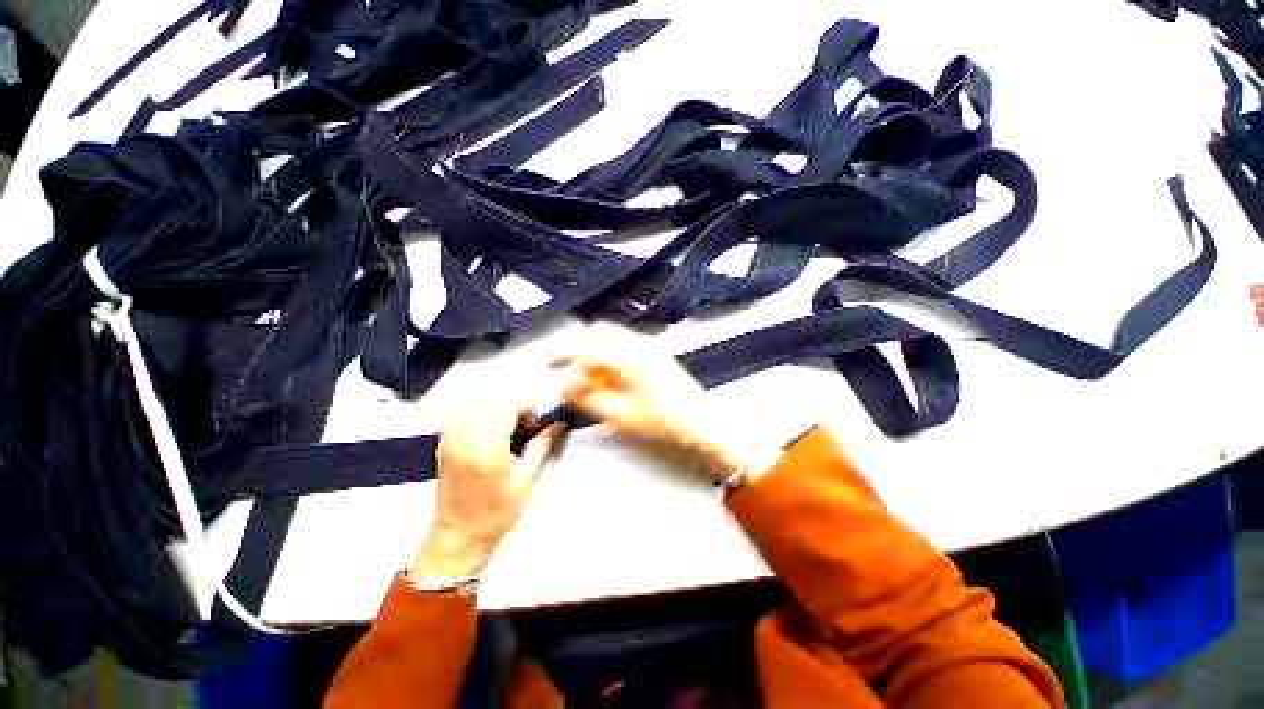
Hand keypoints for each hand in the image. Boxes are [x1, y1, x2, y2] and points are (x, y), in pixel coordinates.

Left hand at [409, 394, 564, 580]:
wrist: (457, 538)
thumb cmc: (496, 514)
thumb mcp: (526, 482)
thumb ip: (542, 447)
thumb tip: (559, 423)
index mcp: (488, 452)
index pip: (504, 405)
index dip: (524, 404)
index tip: (533, 420)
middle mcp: (465, 440)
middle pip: (486, 396)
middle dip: (510, 399)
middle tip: (522, 419)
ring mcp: (450, 440)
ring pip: (470, 399)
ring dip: (493, 402)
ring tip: (506, 421)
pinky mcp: (442, 443)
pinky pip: (459, 411)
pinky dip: (478, 409)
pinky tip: (489, 426)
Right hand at [552, 331, 774, 483]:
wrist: (702, 421)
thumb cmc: (663, 421)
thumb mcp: (621, 415)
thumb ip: (588, 400)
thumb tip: (565, 389)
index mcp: (630, 356)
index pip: (589, 349)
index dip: (570, 365)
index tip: (562, 385)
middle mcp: (638, 343)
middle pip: (598, 331)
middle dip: (574, 345)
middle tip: (556, 362)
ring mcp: (649, 345)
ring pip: (611, 334)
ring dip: (590, 347)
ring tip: (577, 367)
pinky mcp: (654, 352)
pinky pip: (623, 342)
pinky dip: (606, 351)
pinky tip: (602, 370)